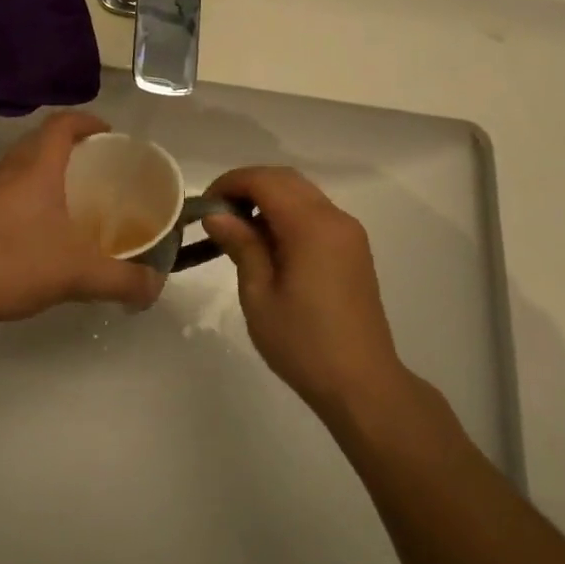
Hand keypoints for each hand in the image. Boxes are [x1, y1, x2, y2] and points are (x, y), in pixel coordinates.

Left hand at [0, 112, 163, 332]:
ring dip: (52, 169)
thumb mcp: (77, 273)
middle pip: (43, 139)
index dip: (88, 121)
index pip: (63, 123)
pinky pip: (14, 188)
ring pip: (26, 164)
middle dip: (74, 145)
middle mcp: (12, 170)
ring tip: (79, 197)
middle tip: (102, 168)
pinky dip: (35, 194)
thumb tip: (156, 287)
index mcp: (37, 167)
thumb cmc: (11, 263)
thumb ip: (122, 280)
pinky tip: (49, 229)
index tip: (111, 134)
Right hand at [202, 167, 405, 411]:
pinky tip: (268, 244)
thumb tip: (217, 215)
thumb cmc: (302, 343)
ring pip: (302, 194)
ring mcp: (349, 233)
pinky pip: (316, 214)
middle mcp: (335, 218)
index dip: (230, 184)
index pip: (265, 181)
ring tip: (238, 230)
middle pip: (286, 180)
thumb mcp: (259, 295)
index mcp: (312, 226)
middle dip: (248, 186)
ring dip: (268, 199)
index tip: (204, 206)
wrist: (361, 383)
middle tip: (217, 215)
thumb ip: (241, 246)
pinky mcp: (353, 249)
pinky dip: (287, 214)